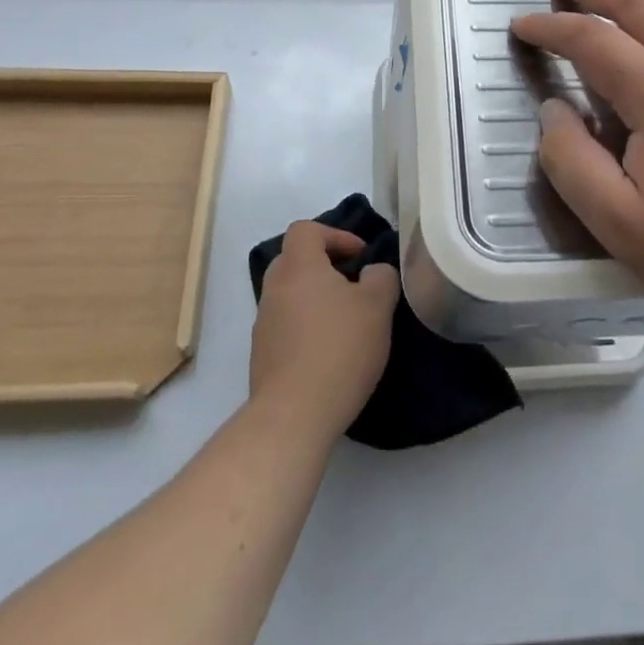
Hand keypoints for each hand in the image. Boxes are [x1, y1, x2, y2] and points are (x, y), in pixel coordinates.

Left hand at [250, 222, 398, 443]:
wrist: (294, 415)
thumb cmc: (339, 349)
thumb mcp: (377, 306)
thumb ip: (381, 278)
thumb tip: (372, 273)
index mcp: (299, 267)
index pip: (306, 229)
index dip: (335, 235)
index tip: (361, 257)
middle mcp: (275, 288)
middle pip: (295, 259)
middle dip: (325, 266)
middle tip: (353, 285)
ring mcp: (264, 323)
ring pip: (291, 294)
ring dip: (316, 299)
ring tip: (346, 323)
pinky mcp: (262, 355)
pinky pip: (286, 326)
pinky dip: (306, 327)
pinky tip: (330, 353)